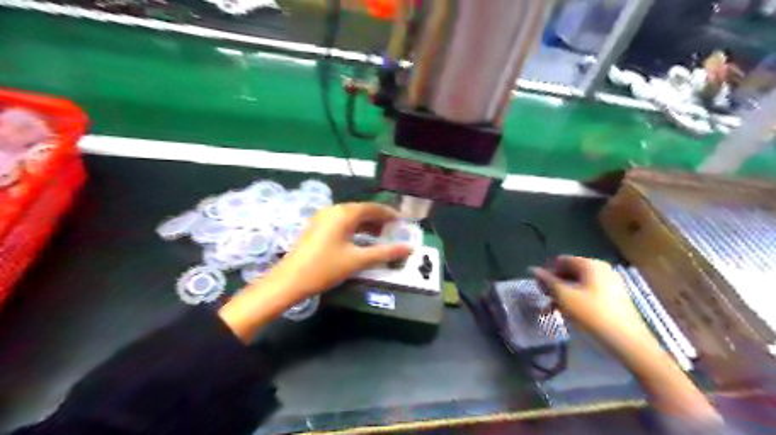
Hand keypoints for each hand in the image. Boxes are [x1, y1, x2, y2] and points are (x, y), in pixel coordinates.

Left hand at [270, 202, 415, 301]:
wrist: (289, 280)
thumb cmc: (326, 267)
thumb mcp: (358, 260)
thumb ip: (384, 252)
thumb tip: (408, 248)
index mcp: (344, 213)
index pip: (372, 208)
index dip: (388, 214)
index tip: (402, 221)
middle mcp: (333, 210)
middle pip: (361, 210)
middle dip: (378, 219)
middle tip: (393, 230)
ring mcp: (322, 218)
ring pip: (350, 216)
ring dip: (366, 224)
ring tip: (380, 235)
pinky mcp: (316, 227)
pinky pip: (341, 222)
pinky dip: (354, 228)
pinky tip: (360, 240)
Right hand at [534, 257, 720, 421]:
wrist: (627, 341)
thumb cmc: (592, 314)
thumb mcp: (564, 297)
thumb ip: (547, 281)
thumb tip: (533, 270)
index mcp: (591, 265)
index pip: (563, 260)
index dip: (548, 271)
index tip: (539, 287)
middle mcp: (602, 269)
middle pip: (571, 271)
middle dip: (555, 284)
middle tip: (545, 298)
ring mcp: (611, 283)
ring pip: (579, 284)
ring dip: (564, 294)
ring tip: (553, 309)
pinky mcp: (614, 297)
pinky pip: (589, 292)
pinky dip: (576, 299)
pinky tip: (569, 313)